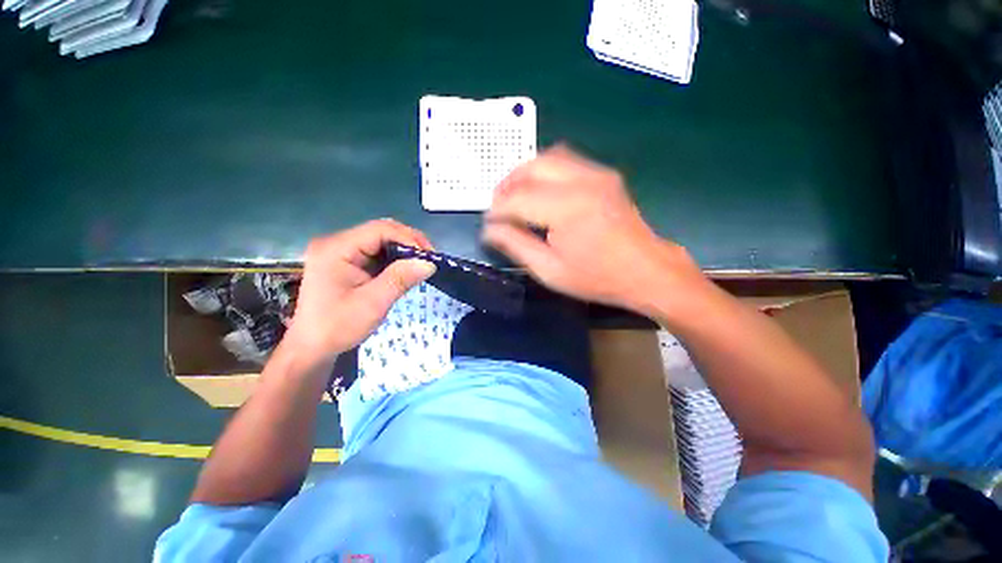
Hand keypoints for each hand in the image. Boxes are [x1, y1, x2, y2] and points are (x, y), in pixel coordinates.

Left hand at [284, 219, 435, 364]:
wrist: (312, 348)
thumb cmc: (338, 327)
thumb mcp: (373, 304)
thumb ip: (400, 279)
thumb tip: (429, 263)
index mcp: (336, 249)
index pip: (380, 230)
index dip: (409, 239)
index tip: (430, 257)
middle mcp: (336, 243)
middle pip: (381, 231)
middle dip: (409, 242)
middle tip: (429, 260)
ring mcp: (341, 251)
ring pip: (381, 240)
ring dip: (403, 251)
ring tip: (422, 265)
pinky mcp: (346, 261)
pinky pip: (376, 252)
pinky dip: (395, 259)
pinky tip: (406, 269)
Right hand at [483, 145, 704, 315]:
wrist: (646, 271)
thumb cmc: (597, 278)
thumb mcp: (550, 270)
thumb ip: (515, 245)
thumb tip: (490, 230)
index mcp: (565, 208)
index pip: (517, 198)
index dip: (497, 210)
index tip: (488, 223)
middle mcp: (581, 180)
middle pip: (531, 167)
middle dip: (507, 184)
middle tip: (498, 206)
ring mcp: (597, 173)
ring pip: (548, 157)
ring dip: (525, 174)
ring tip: (515, 196)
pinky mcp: (605, 175)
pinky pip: (566, 161)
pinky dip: (545, 171)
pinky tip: (541, 191)